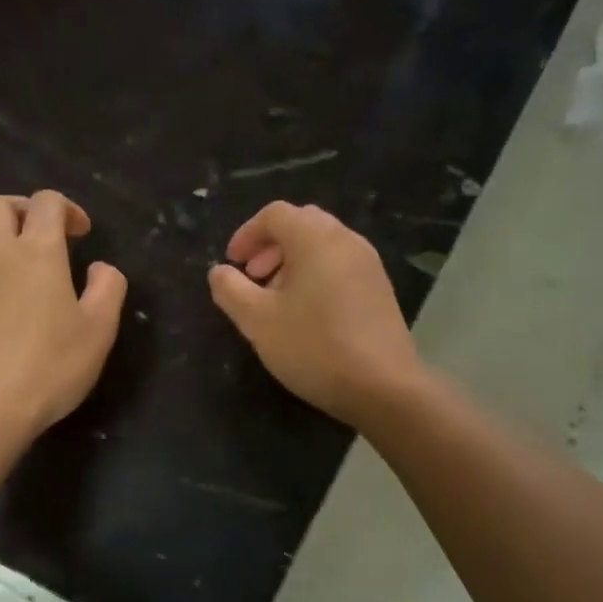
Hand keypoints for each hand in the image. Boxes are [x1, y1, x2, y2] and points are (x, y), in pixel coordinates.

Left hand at [0, 191, 126, 444]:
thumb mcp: (99, 331)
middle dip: (25, 210)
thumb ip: (108, 289)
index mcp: (38, 251)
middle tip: (44, 236)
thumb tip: (102, 268)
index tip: (81, 234)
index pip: (47, 202)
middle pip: (0, 204)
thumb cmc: (49, 366)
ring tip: (11, 254)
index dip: (68, 209)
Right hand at [208, 202, 422, 427]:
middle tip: (252, 277)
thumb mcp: (257, 321)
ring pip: (323, 246)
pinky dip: (316, 276)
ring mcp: (369, 264)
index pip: (275, 214)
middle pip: (302, 224)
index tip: (232, 263)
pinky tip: (306, 314)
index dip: (246, 233)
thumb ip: (231, 290)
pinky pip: (340, 266)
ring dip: (292, 262)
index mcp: (315, 238)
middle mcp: (346, 240)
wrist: (383, 387)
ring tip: (275, 299)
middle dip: (270, 246)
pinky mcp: (380, 290)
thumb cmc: (313, 347)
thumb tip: (219, 272)